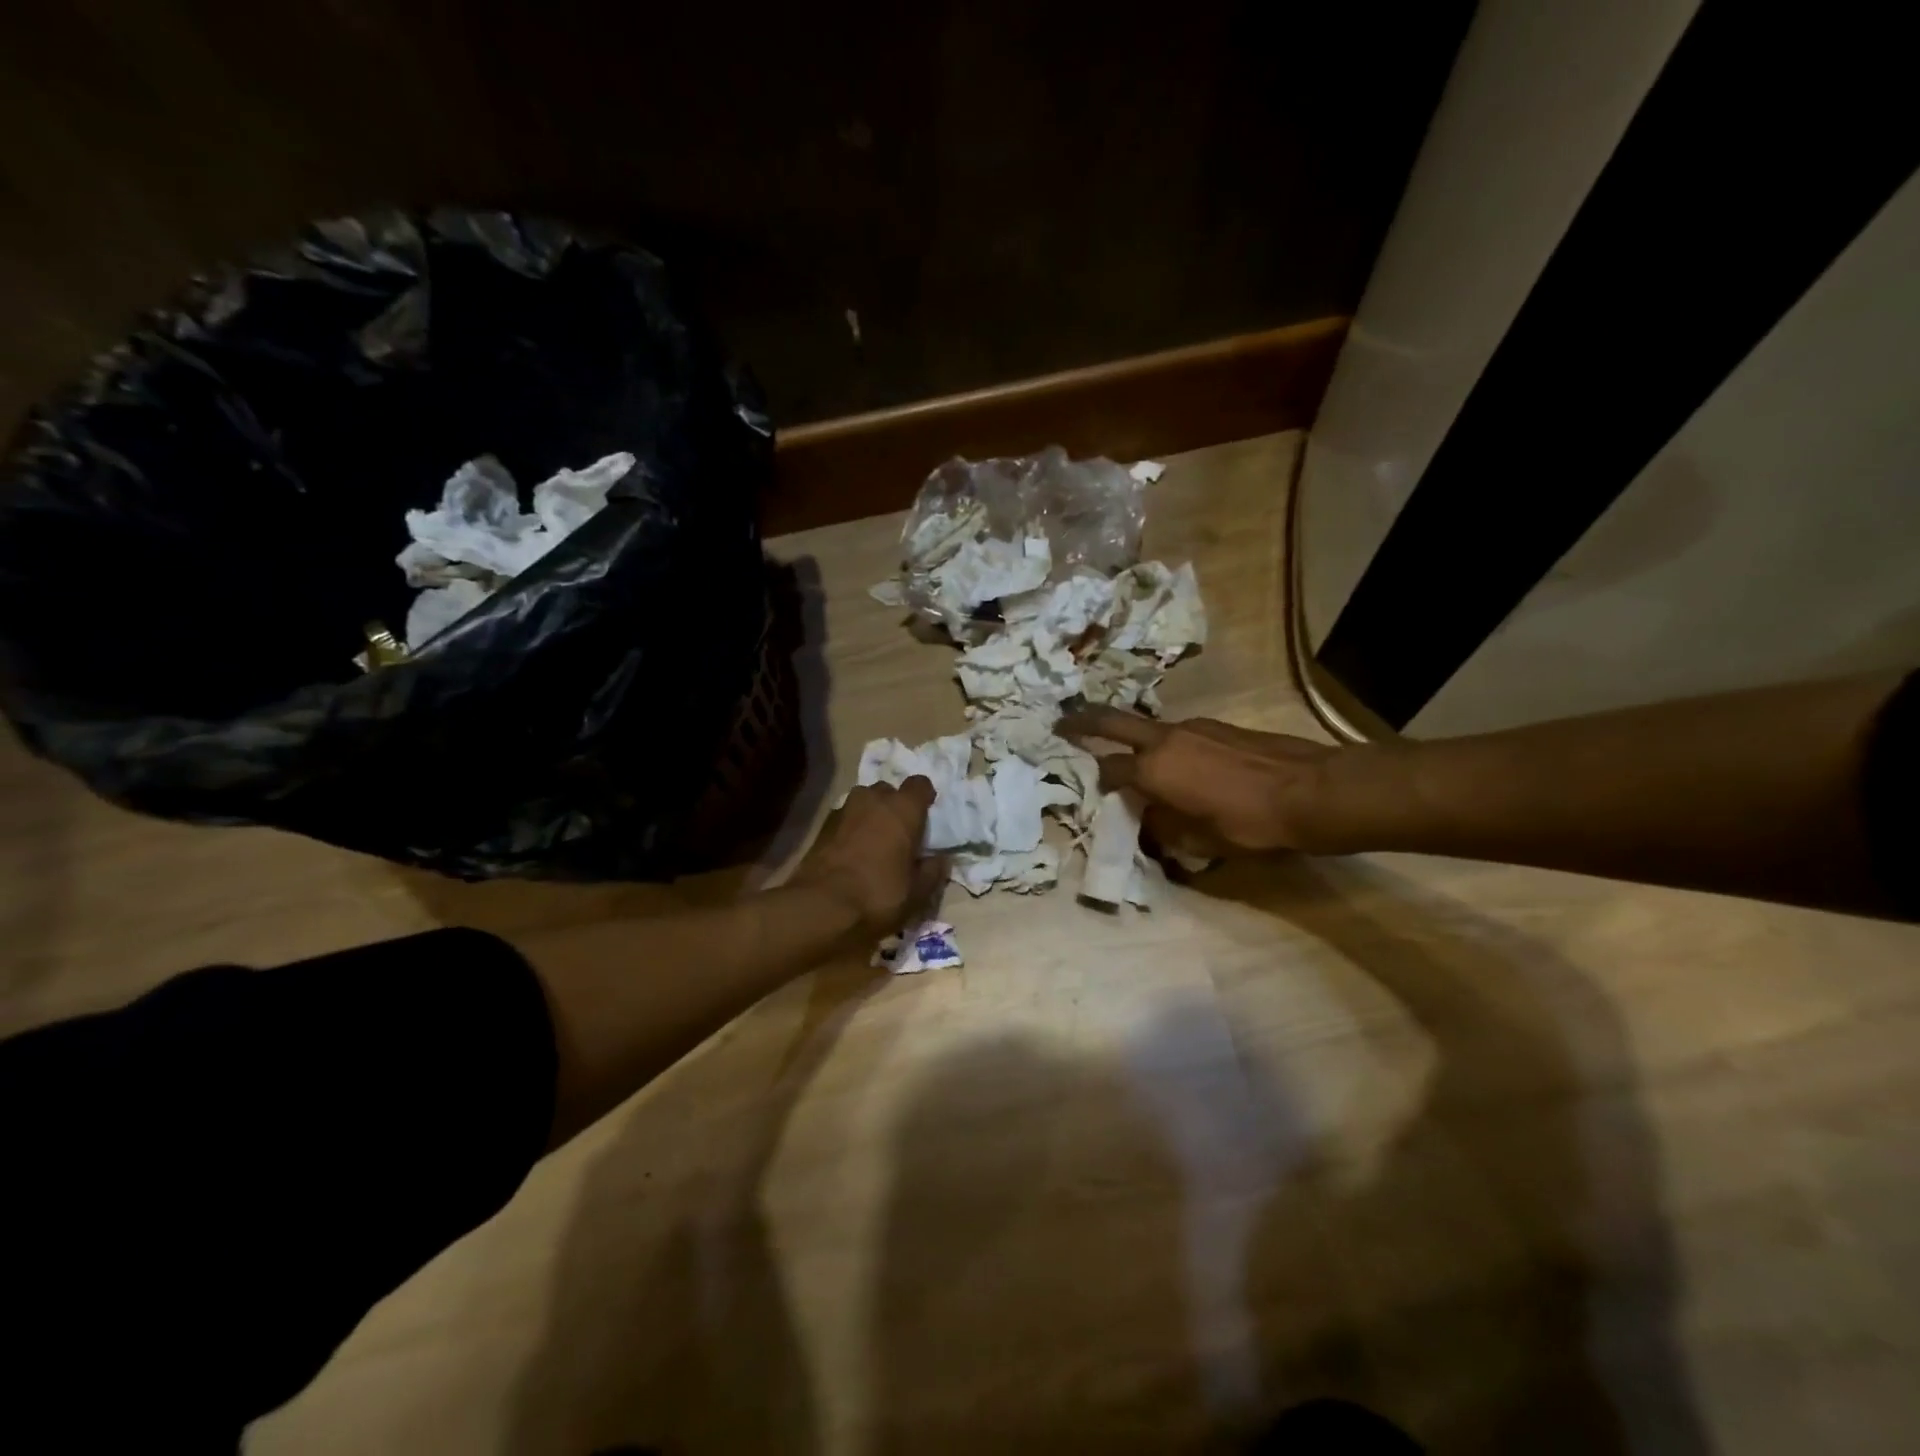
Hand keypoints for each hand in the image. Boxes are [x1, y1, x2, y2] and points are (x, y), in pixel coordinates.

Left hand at [791, 777, 944, 933]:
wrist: (821, 907)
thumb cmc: (879, 896)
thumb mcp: (917, 893)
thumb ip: (933, 872)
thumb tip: (941, 859)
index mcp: (903, 809)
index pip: (920, 784)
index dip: (924, 798)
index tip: (925, 817)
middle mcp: (874, 799)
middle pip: (889, 791)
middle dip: (895, 806)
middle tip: (899, 834)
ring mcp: (844, 809)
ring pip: (864, 801)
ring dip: (871, 814)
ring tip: (873, 842)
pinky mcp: (822, 825)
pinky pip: (845, 817)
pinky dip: (851, 828)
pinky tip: (851, 852)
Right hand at [1058, 708, 1340, 856]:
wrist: (1311, 791)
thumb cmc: (1250, 824)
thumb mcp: (1200, 840)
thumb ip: (1164, 827)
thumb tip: (1148, 820)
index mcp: (1153, 769)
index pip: (1107, 769)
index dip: (1094, 780)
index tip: (1088, 788)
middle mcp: (1165, 739)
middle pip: (1112, 721)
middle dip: (1082, 720)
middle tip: (1062, 722)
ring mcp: (1193, 726)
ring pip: (1148, 727)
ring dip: (1131, 737)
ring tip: (1130, 756)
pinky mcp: (1217, 726)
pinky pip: (1177, 733)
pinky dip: (1165, 744)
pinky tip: (1179, 764)